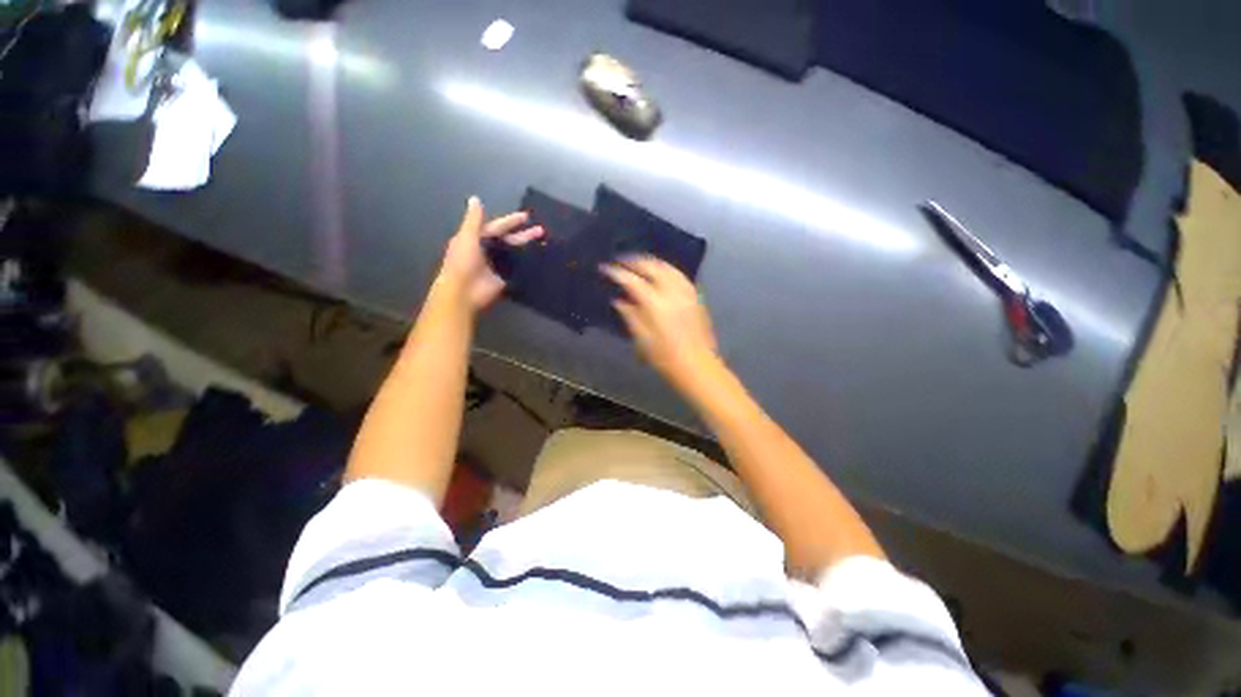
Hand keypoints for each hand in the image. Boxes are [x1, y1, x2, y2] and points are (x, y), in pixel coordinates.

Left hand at [439, 197, 542, 310]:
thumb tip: (475, 198)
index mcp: (476, 238)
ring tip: (543, 242)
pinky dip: (526, 264)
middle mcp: (487, 250)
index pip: (496, 227)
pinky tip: (538, 259)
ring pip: (514, 253)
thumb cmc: (462, 263)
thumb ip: (474, 220)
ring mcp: (496, 265)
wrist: (463, 292)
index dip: (510, 221)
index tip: (526, 217)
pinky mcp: (504, 278)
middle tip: (541, 230)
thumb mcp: (467, 237)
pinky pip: (517, 268)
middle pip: (508, 239)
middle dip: (523, 234)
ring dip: (526, 247)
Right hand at [601, 256, 719, 387]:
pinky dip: (665, 268)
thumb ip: (630, 315)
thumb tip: (619, 300)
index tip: (605, 268)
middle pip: (651, 266)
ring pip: (666, 266)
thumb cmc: (665, 357)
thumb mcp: (642, 339)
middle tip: (620, 260)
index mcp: (655, 303)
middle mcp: (672, 291)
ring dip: (650, 261)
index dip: (616, 272)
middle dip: (634, 260)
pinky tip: (660, 271)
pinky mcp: (695, 295)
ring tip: (638, 262)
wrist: (697, 365)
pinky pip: (678, 273)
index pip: (632, 280)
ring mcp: (686, 291)